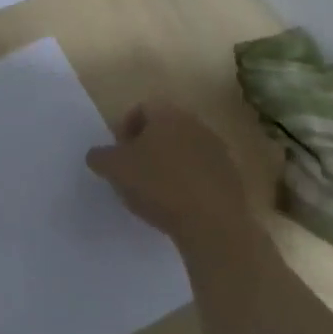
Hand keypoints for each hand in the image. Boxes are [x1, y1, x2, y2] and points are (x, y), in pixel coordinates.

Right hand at [86, 103, 244, 239]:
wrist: (213, 224)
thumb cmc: (158, 185)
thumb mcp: (113, 169)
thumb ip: (100, 156)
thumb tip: (99, 155)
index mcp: (168, 115)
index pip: (141, 109)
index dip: (124, 128)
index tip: (118, 153)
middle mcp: (197, 125)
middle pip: (165, 129)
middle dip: (147, 146)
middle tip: (133, 170)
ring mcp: (219, 151)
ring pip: (185, 150)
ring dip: (169, 165)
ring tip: (156, 191)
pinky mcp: (233, 178)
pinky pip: (202, 173)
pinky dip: (188, 183)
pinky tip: (179, 205)